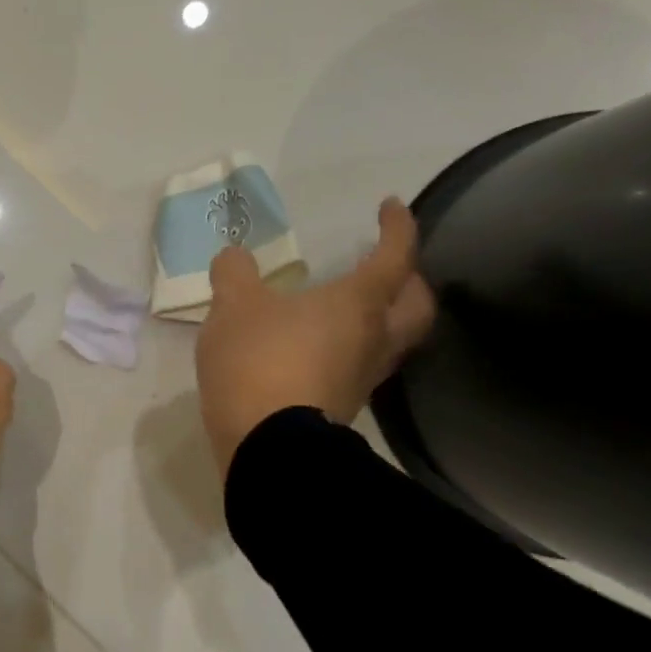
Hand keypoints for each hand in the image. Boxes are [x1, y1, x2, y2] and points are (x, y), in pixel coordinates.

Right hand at [196, 198, 435, 477]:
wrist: (266, 446)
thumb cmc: (258, 361)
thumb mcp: (233, 307)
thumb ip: (235, 275)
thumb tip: (234, 257)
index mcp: (358, 304)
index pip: (394, 256)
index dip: (398, 226)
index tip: (390, 206)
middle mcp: (373, 340)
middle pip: (417, 305)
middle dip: (410, 279)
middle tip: (387, 265)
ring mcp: (362, 378)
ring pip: (393, 340)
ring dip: (384, 317)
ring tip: (353, 307)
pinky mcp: (343, 407)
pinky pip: (361, 366)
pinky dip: (353, 348)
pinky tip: (321, 347)